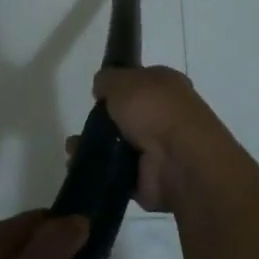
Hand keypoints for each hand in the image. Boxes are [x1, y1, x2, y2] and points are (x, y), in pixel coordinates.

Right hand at [90, 66, 240, 213]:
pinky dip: (102, 170)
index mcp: (168, 86)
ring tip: (78, 147)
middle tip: (87, 123)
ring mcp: (160, 149)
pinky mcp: (150, 179)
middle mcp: (167, 115)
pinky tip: (85, 165)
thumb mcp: (123, 81)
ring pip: (121, 144)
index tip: (99, 94)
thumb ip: (108, 79)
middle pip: (128, 115)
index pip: (141, 81)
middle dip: (106, 120)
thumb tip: (101, 87)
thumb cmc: (154, 110)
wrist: (180, 161)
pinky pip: (119, 172)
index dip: (119, 86)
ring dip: (100, 146)